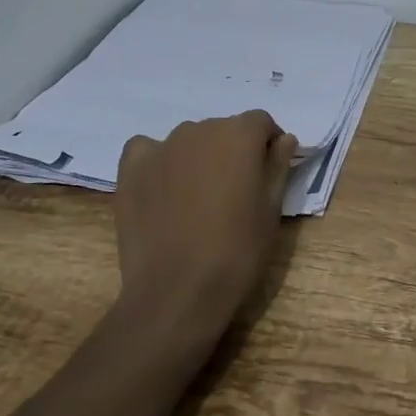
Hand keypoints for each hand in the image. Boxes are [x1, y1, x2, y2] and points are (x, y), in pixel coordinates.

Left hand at [114, 111, 296, 347]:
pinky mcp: (132, 169)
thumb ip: (278, 166)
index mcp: (239, 135)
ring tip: (198, 199)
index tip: (268, 172)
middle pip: (223, 130)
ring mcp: (161, 147)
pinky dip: (159, 162)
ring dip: (198, 158)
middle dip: (233, 152)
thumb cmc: (238, 251)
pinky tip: (163, 189)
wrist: (178, 292)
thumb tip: (284, 139)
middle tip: (235, 192)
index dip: (268, 144)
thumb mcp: (272, 210)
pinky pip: (148, 150)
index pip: (260, 123)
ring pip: (189, 141)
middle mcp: (199, 129)